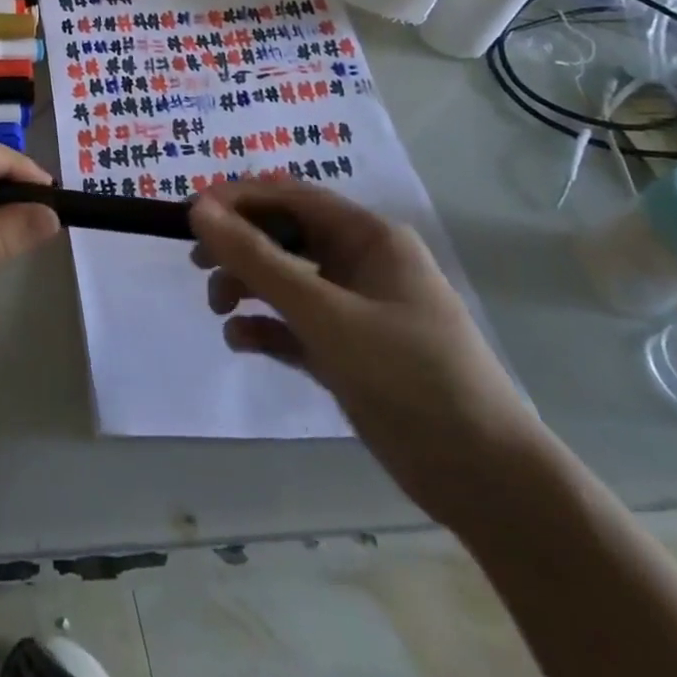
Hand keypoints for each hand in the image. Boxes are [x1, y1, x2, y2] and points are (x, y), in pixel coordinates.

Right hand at [189, 180, 547, 532]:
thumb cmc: (409, 375)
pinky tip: (242, 342)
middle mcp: (361, 263)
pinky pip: (294, 324)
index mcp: (368, 237)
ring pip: (286, 279)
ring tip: (219, 309)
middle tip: (197, 264)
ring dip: (247, 286)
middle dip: (239, 246)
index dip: (237, 199)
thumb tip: (199, 210)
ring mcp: (356, 308)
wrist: (486, 480)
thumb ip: (257, 260)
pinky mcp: (348, 351)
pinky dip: (265, 327)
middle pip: (284, 235)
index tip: (190, 216)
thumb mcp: (325, 313)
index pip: (290, 196)